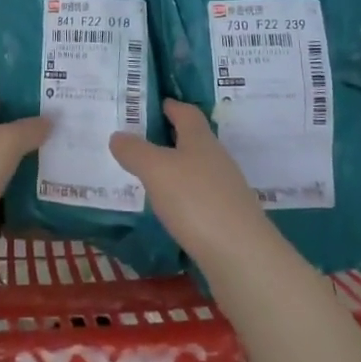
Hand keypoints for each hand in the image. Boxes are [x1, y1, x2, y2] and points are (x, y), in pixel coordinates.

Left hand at [0, 99, 48, 265]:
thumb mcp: (6, 143)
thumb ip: (29, 130)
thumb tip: (50, 118)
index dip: (1, 103)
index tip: (28, 106)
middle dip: (15, 140)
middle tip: (49, 140)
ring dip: (16, 173)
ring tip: (49, 172)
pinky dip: (12, 205)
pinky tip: (36, 206)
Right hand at [110, 100, 274, 269]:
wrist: (242, 257)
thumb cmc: (196, 201)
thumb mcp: (156, 170)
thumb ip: (135, 151)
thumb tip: (118, 135)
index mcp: (201, 140)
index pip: (186, 112)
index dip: (170, 105)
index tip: (152, 104)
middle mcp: (217, 160)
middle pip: (193, 140)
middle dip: (169, 138)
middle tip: (139, 142)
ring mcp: (226, 191)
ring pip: (197, 171)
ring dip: (175, 170)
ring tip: (148, 177)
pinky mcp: (228, 220)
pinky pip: (200, 199)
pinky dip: (183, 198)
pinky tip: (168, 211)